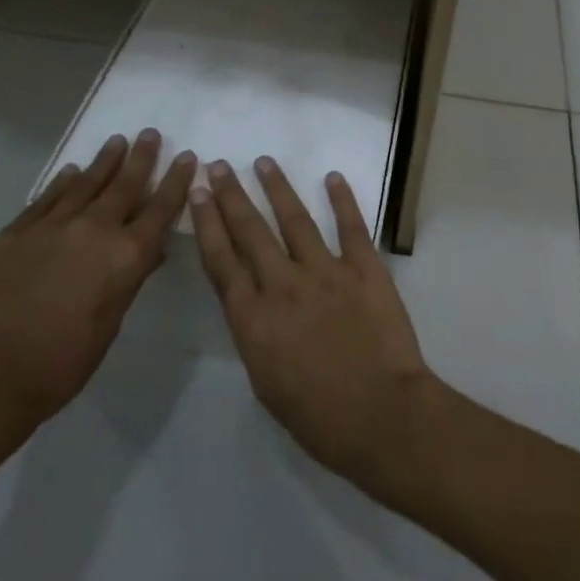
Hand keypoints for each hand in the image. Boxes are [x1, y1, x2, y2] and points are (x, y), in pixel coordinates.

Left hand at [0, 130, 195, 435]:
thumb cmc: (63, 362)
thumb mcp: (111, 324)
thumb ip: (128, 280)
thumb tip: (148, 252)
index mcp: (126, 255)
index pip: (161, 209)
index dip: (176, 181)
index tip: (186, 157)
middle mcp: (95, 230)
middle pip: (125, 185)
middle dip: (141, 158)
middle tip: (150, 134)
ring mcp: (53, 226)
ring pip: (85, 183)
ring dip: (104, 161)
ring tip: (117, 141)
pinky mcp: (17, 232)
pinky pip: (47, 199)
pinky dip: (63, 183)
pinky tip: (70, 172)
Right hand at [189, 158, 438, 496]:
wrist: (381, 416)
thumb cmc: (319, 418)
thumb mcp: (266, 384)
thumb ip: (256, 336)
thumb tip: (255, 307)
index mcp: (254, 320)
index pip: (222, 261)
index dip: (208, 224)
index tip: (198, 194)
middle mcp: (284, 286)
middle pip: (251, 232)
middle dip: (232, 196)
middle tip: (219, 166)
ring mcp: (326, 272)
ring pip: (295, 220)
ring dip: (277, 188)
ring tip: (264, 162)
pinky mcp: (364, 268)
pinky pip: (350, 226)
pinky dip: (342, 199)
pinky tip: (333, 177)